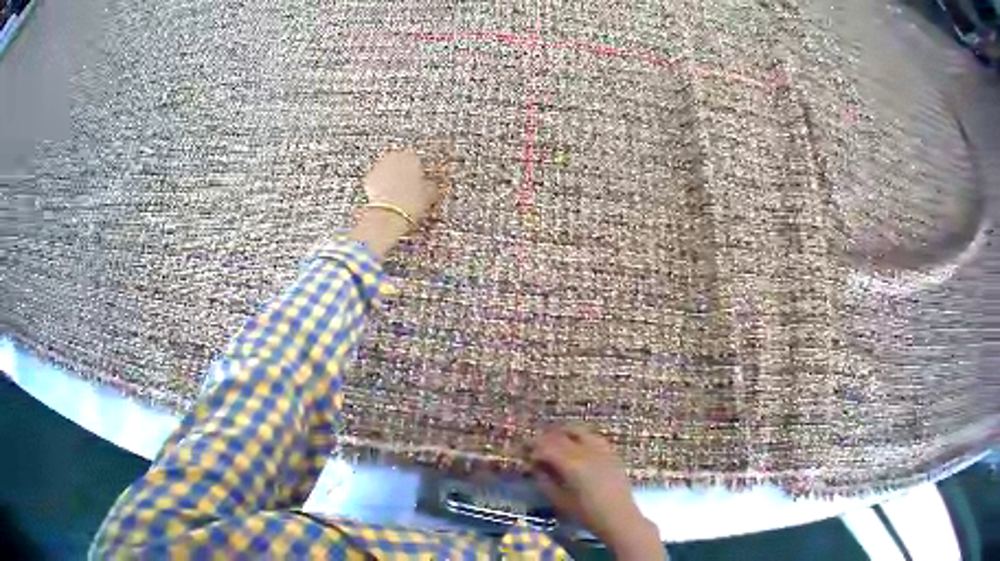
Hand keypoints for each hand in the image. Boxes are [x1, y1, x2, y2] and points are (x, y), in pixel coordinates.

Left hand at [363, 148, 441, 224]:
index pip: (415, 158)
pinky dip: (380, 185)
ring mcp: (379, 166)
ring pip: (387, 169)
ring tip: (396, 193)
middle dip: (402, 171)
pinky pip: (376, 179)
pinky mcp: (368, 178)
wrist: (389, 214)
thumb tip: (431, 185)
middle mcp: (394, 158)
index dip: (417, 169)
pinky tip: (386, 197)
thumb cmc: (410, 203)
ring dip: (391, 177)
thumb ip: (431, 185)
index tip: (419, 178)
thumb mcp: (430, 194)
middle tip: (407, 185)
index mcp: (411, 157)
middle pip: (399, 161)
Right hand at [530, 426, 664, 560]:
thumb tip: (534, 466)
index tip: (522, 451)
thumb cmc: (586, 514)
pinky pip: (592, 436)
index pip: (546, 447)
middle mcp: (586, 451)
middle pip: (560, 436)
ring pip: (577, 430)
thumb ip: (544, 480)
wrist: (618, 517)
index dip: (532, 447)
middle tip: (534, 446)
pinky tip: (575, 444)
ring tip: (553, 441)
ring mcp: (601, 449)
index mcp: (571, 464)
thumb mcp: (559, 500)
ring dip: (562, 433)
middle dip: (544, 439)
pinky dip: (579, 436)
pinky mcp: (611, 452)